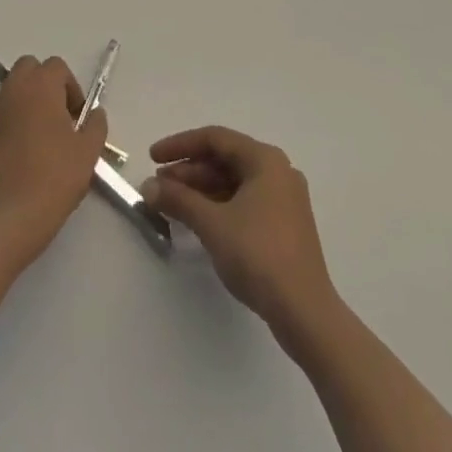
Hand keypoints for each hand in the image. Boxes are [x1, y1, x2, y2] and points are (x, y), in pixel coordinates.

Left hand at [0, 55, 109, 265]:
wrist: (8, 216)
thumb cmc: (54, 178)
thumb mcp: (88, 152)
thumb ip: (95, 125)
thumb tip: (95, 113)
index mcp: (40, 86)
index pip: (56, 66)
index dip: (71, 87)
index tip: (78, 118)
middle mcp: (13, 90)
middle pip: (30, 69)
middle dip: (46, 85)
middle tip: (60, 118)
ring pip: (13, 90)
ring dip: (29, 102)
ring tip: (43, 138)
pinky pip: (1, 114)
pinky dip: (13, 121)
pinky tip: (24, 154)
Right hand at [142, 125, 337, 333]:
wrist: (305, 313)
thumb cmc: (258, 255)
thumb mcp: (212, 224)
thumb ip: (178, 200)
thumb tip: (147, 187)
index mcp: (265, 160)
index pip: (215, 139)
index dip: (179, 145)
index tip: (152, 158)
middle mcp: (277, 172)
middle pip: (224, 160)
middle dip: (188, 171)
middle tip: (158, 186)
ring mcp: (283, 200)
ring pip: (233, 183)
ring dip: (200, 190)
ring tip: (170, 203)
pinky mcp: (283, 225)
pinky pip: (243, 202)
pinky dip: (217, 206)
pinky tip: (196, 219)